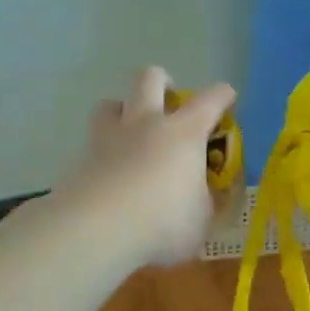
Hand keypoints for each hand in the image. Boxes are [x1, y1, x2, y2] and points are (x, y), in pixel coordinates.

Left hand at [57, 67, 236, 268]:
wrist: (98, 230)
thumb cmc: (163, 222)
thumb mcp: (201, 220)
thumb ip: (203, 203)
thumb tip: (202, 198)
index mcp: (184, 133)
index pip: (210, 101)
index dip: (222, 95)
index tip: (227, 97)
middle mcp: (146, 124)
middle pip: (150, 79)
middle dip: (162, 81)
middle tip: (168, 100)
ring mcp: (109, 138)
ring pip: (110, 103)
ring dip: (122, 110)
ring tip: (129, 132)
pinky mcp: (82, 159)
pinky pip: (92, 143)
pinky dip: (102, 152)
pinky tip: (108, 173)